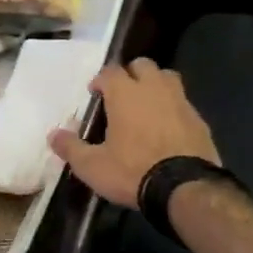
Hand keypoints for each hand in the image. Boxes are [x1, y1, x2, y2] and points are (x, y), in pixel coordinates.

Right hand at [49, 59, 219, 207]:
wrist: (185, 187)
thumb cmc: (133, 171)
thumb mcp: (93, 166)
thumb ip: (71, 147)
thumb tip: (53, 135)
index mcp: (125, 93)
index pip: (110, 71)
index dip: (100, 80)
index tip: (95, 94)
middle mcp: (153, 88)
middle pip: (142, 65)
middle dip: (130, 74)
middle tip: (122, 95)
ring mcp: (180, 100)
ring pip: (167, 77)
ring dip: (155, 84)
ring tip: (147, 105)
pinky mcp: (199, 118)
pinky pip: (183, 102)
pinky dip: (173, 107)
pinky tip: (168, 127)